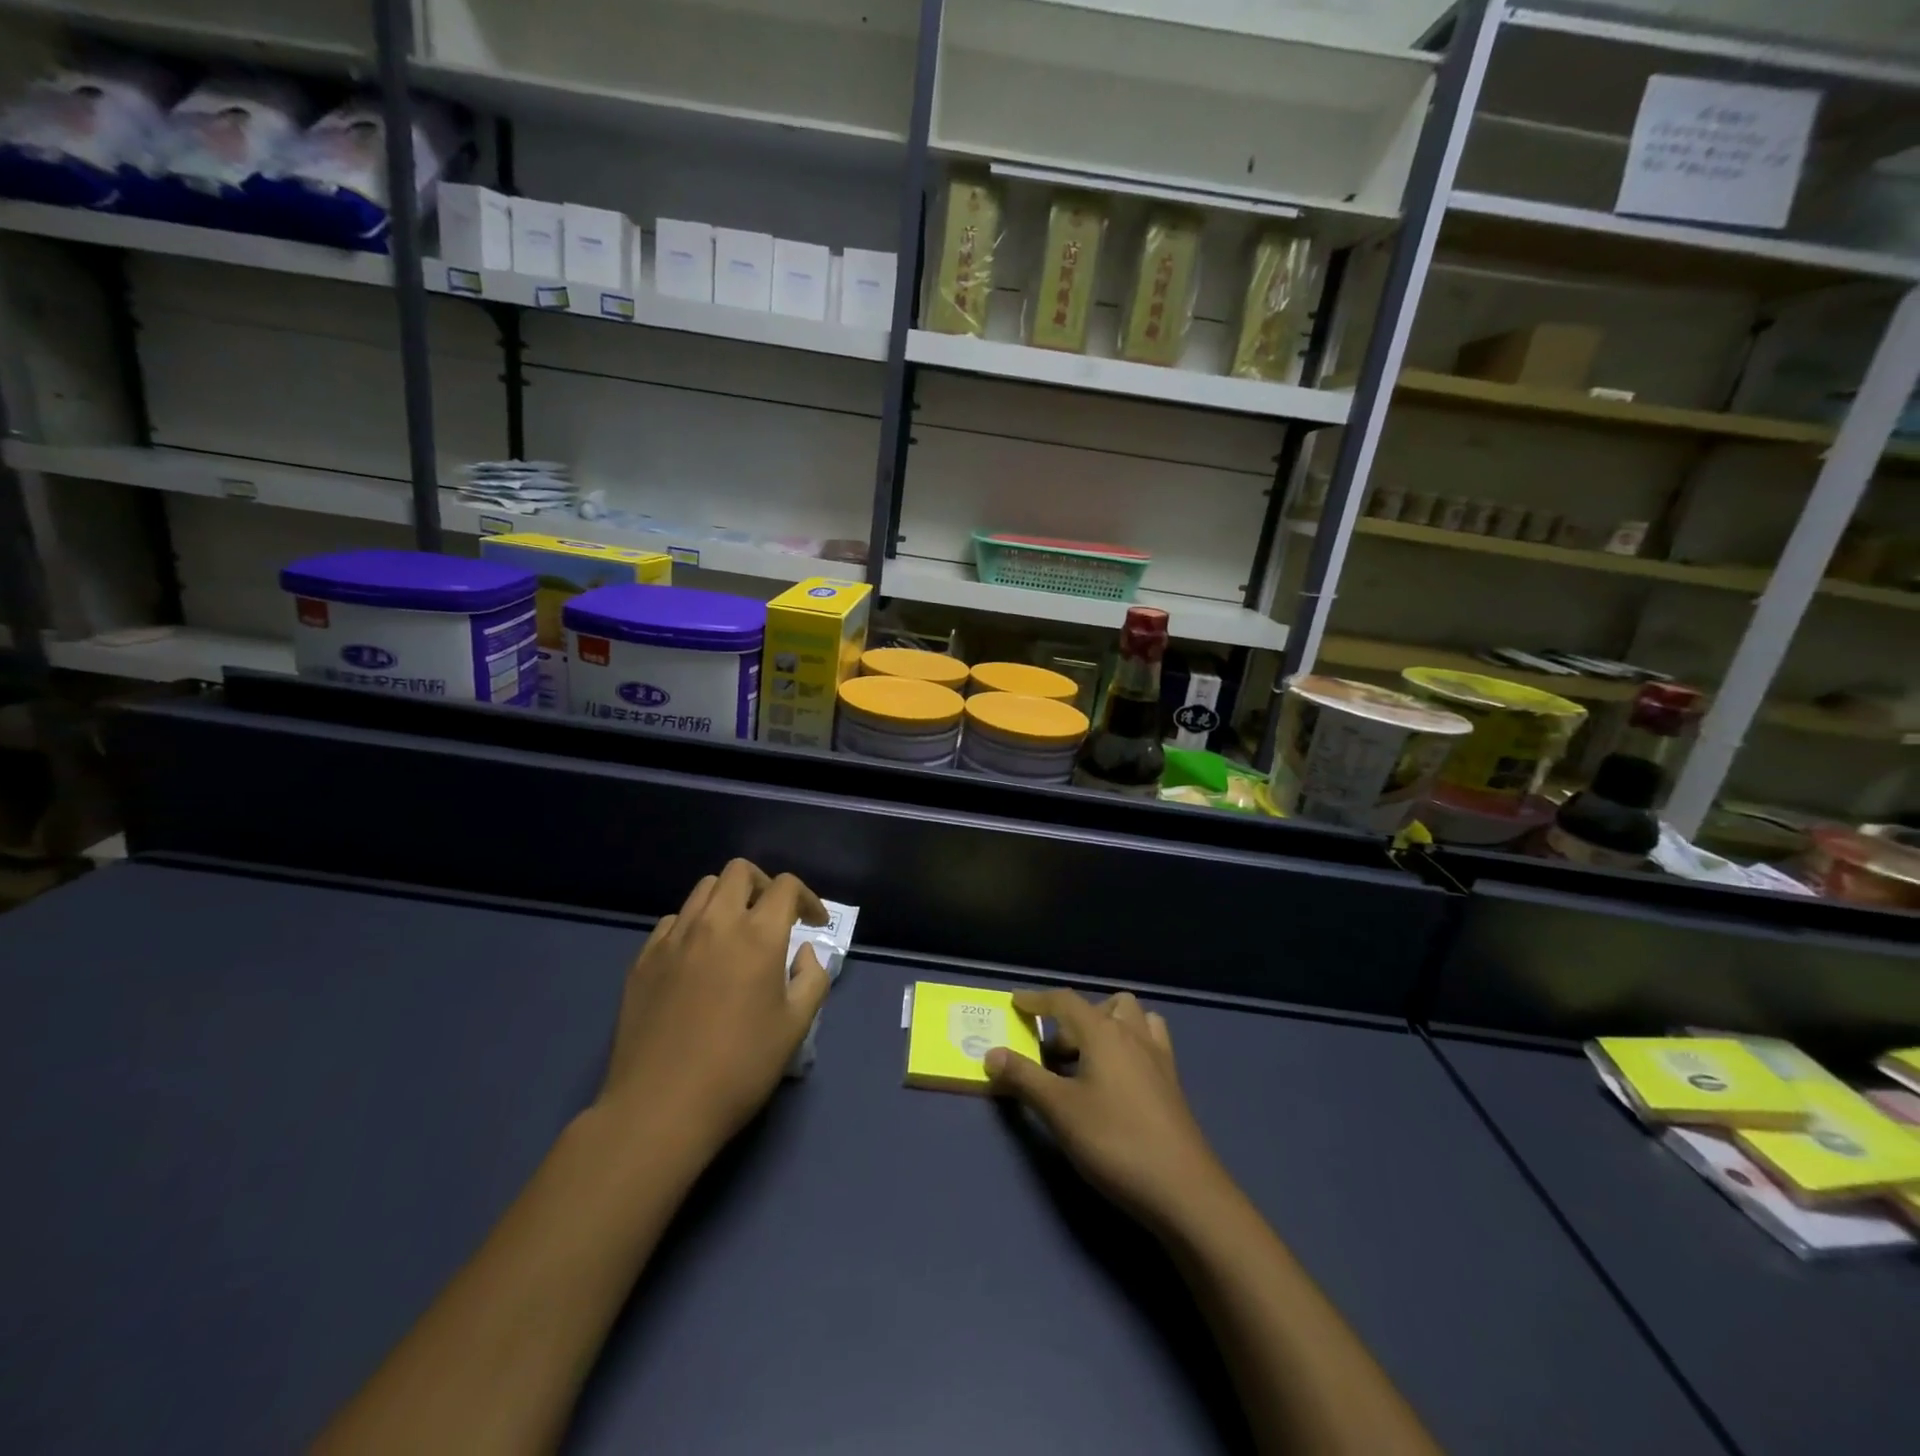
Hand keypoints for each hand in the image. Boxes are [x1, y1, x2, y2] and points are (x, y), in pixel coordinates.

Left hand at [598, 859, 829, 1155]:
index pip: (785, 887)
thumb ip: (812, 977)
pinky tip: (698, 959)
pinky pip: (672, 921)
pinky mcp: (643, 959)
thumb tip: (802, 952)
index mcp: (757, 935)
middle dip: (764, 886)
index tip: (814, 923)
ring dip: (728, 900)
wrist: (660, 1108)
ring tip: (735, 933)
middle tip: (774, 918)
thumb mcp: (796, 1026)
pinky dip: (693, 925)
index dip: (807, 898)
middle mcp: (714, 923)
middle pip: (740, 872)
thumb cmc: (740, 1067)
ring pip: (703, 890)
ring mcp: (673, 938)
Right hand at [985, 989, 1230, 1236]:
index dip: (1037, 999)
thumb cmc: (1115, 1141)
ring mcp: (1158, 1057)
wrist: (1183, 1190)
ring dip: (1107, 1025)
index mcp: (1103, 1032)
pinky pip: (1149, 1042)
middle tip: (1054, 1054)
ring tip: (1087, 1059)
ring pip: (1132, 1018)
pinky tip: (1118, 1078)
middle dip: (1073, 1019)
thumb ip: (1024, 1078)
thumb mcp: (1060, 1110)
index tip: (1016, 1001)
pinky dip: (1129, 1044)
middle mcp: (1133, 1034)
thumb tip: (991, 1054)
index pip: (1064, 1000)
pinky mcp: (1172, 1083)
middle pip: (1101, 1005)